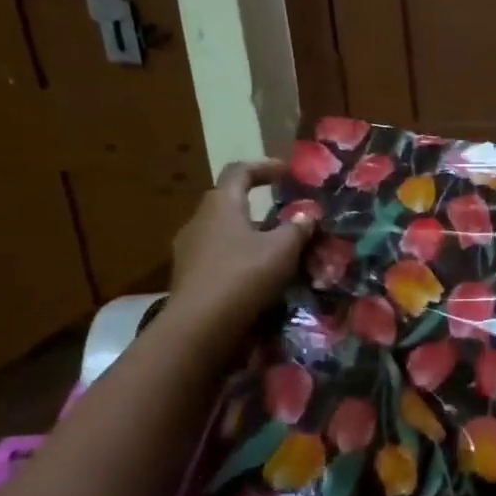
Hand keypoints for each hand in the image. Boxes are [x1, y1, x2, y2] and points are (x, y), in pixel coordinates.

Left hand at [166, 161, 315, 334]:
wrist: (199, 328)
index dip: (264, 167)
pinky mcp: (188, 277)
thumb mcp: (282, 250)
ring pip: (224, 232)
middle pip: (229, 202)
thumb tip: (307, 215)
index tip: (287, 172)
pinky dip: (239, 258)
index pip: (239, 172)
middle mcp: (199, 221)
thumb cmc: (243, 276)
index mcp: (221, 205)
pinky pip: (218, 257)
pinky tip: (258, 276)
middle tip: (286, 215)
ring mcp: (189, 250)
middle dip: (259, 205)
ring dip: (250, 235)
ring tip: (277, 250)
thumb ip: (297, 228)